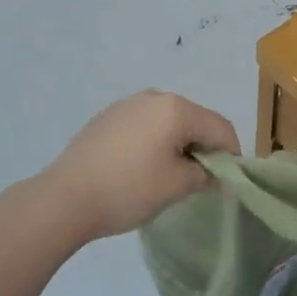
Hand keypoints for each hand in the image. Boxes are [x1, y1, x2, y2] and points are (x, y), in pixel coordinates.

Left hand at [36, 91, 239, 243]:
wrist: (64, 198)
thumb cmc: (128, 189)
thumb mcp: (176, 186)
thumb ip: (205, 175)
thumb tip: (216, 174)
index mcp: (176, 108)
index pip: (220, 127)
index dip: (232, 154)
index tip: (229, 181)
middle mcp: (154, 97)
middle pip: (194, 119)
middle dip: (204, 147)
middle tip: (201, 180)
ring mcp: (127, 104)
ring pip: (168, 121)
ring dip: (178, 144)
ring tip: (170, 175)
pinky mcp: (107, 117)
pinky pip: (144, 125)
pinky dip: (153, 142)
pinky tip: (141, 168)